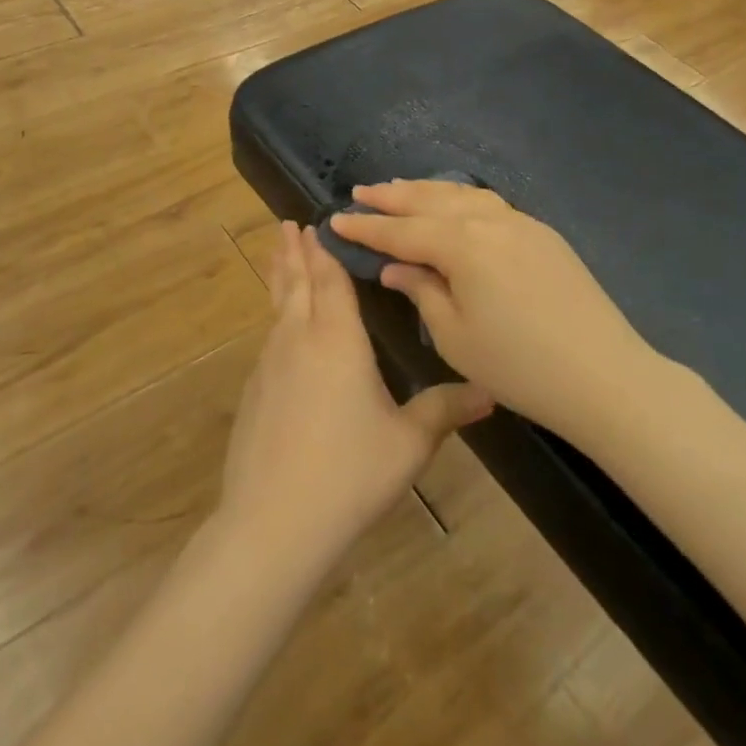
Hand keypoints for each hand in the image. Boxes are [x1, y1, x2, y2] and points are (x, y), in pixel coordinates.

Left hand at [218, 223, 492, 566]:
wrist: (273, 522)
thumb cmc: (350, 473)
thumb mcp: (409, 442)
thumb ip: (446, 410)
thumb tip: (490, 391)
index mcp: (337, 339)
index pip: (330, 280)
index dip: (325, 250)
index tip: (316, 222)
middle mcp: (299, 339)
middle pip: (296, 283)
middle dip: (294, 252)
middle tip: (288, 224)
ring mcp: (270, 364)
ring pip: (277, 307)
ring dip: (280, 277)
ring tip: (280, 258)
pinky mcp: (254, 391)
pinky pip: (269, 338)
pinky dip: (276, 315)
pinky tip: (281, 330)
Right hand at [329, 181, 654, 441]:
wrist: (603, 374)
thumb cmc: (518, 365)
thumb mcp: (455, 337)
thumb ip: (422, 292)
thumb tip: (396, 267)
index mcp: (462, 245)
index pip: (402, 230)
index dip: (367, 227)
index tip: (337, 220)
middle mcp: (489, 221)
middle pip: (430, 201)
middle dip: (393, 197)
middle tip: (361, 193)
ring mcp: (520, 222)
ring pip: (462, 195)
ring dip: (426, 190)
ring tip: (399, 189)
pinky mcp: (542, 233)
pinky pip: (489, 203)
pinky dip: (460, 198)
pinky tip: (452, 204)